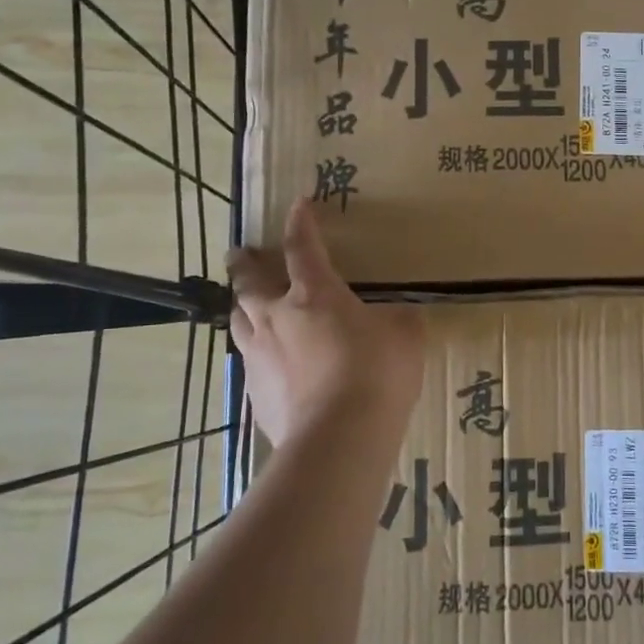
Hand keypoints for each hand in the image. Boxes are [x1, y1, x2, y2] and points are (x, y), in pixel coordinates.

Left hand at [226, 199, 424, 447]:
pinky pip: (251, 363)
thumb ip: (397, 320)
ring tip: (246, 305)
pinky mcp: (255, 394)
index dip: (300, 223)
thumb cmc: (376, 373)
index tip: (298, 204)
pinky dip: (258, 353)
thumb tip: (396, 318)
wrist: (339, 438)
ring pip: (238, 321)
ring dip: (242, 307)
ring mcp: (260, 357)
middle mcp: (277, 317)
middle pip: (248, 282)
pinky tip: (270, 363)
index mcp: (315, 294)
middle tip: (240, 253)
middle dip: (244, 263)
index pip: (302, 247)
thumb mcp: (405, 336)